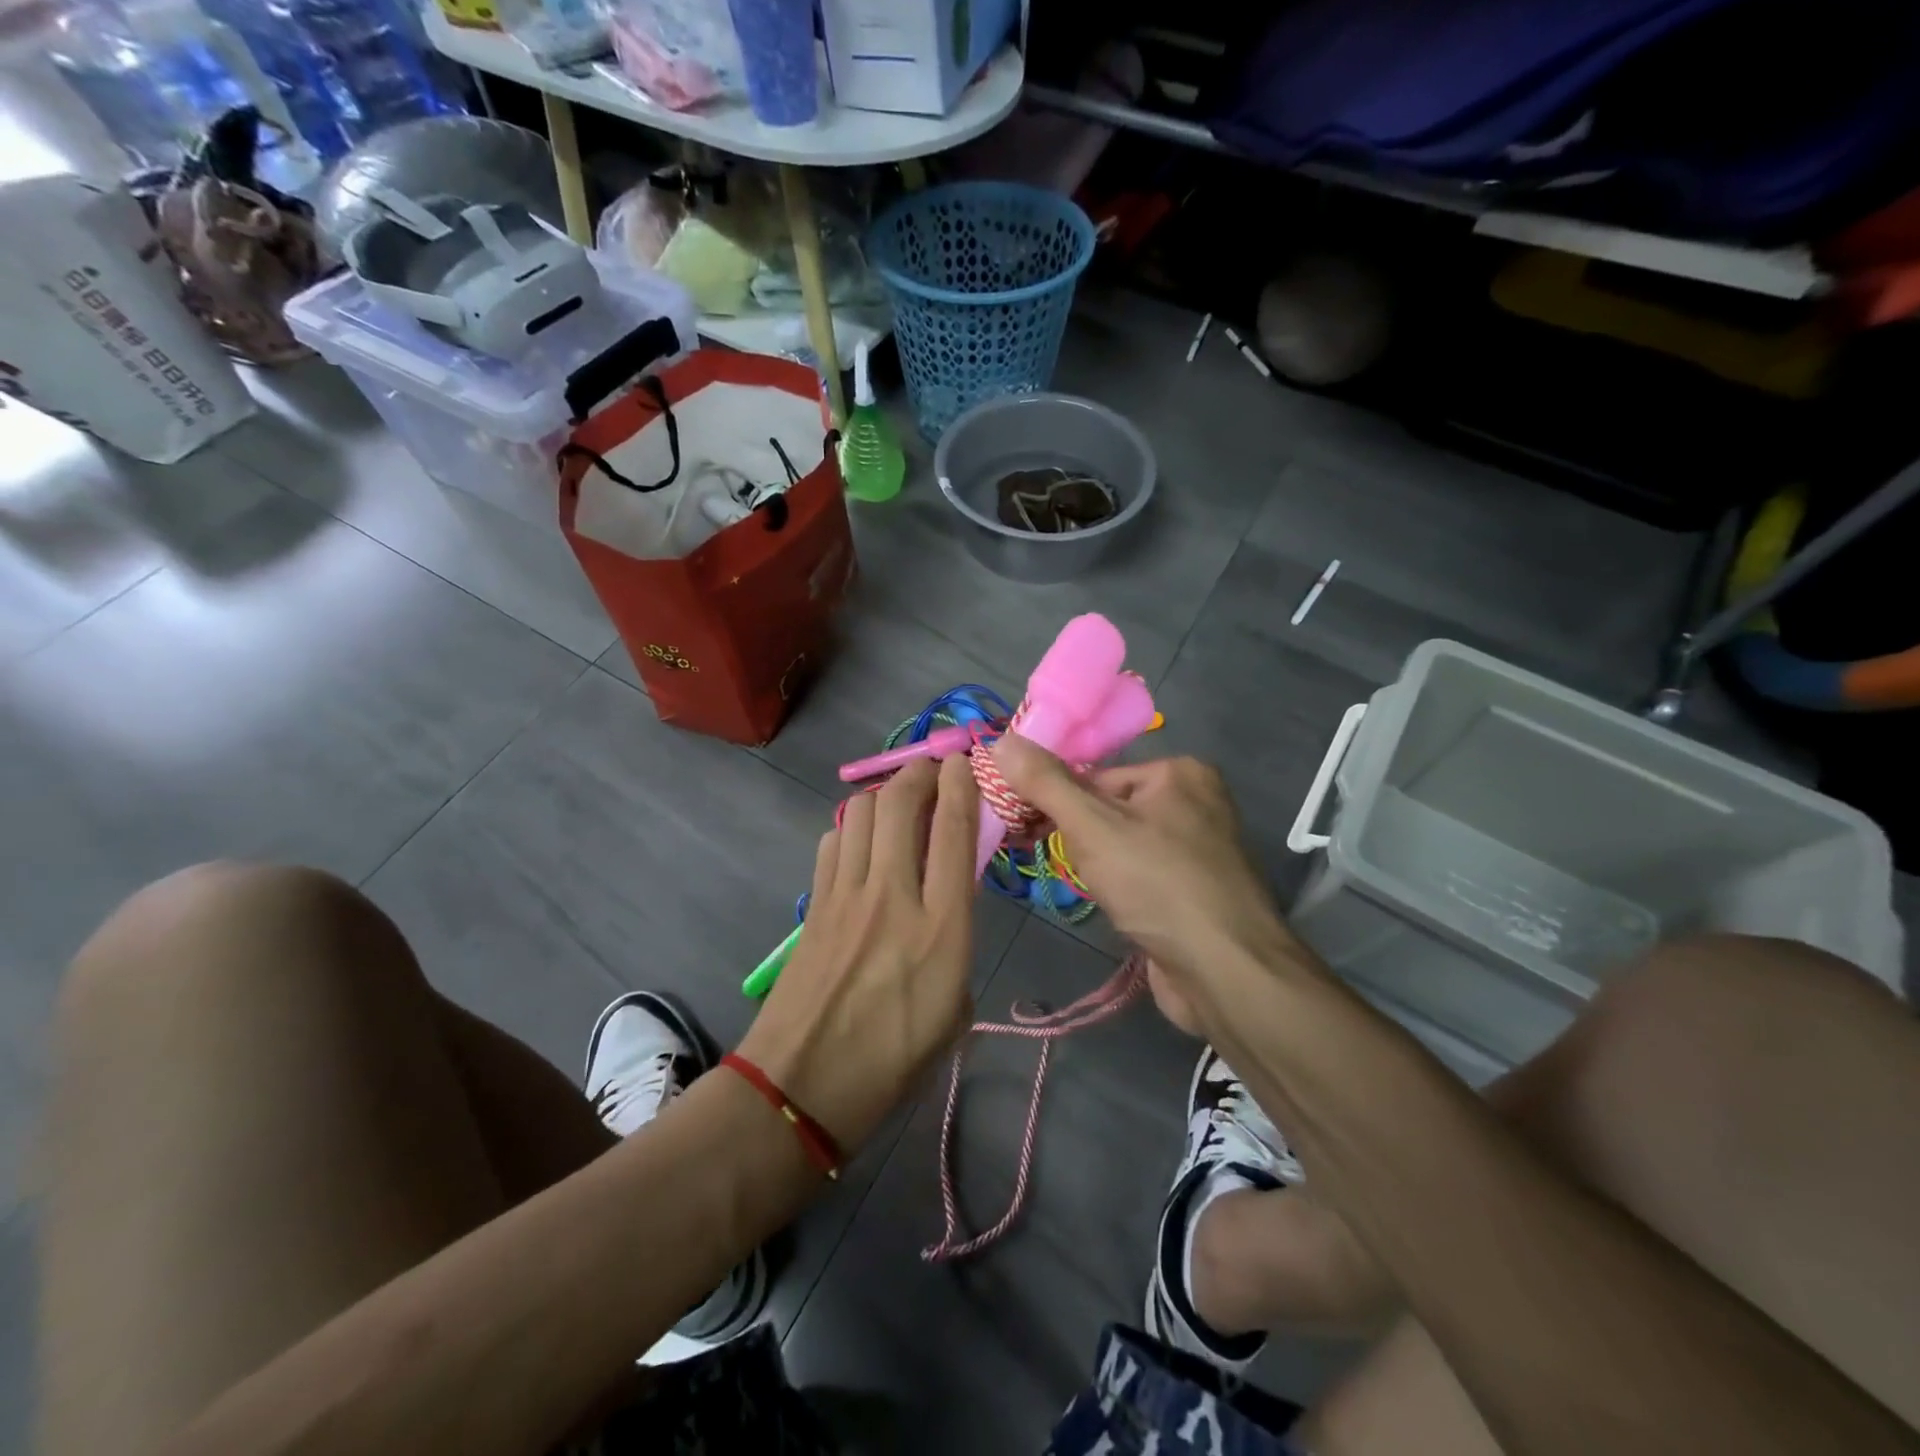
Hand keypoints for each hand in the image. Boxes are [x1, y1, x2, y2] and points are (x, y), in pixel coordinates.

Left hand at [736, 755, 977, 1153]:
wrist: (801, 1087)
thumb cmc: (893, 1063)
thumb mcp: (955, 1010)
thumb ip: (956, 945)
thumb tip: (948, 904)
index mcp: (941, 929)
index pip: (953, 831)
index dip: (962, 783)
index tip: (966, 762)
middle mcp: (893, 896)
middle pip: (901, 802)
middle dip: (921, 772)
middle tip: (934, 771)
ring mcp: (845, 895)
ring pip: (862, 811)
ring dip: (886, 795)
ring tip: (901, 804)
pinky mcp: (813, 904)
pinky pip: (833, 841)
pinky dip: (853, 828)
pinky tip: (862, 843)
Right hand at [992, 736, 1294, 987]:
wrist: (1226, 973)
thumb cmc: (1158, 885)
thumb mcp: (1092, 826)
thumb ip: (1045, 783)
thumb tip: (1000, 741)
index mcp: (1179, 772)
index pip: (1094, 775)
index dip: (1054, 800)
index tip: (1022, 826)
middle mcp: (1196, 803)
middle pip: (1108, 809)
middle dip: (1076, 837)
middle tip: (1047, 858)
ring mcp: (1200, 850)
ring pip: (1122, 845)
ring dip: (1095, 866)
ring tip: (1088, 888)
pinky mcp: (1196, 891)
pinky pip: (1142, 874)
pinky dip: (1121, 887)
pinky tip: (1113, 907)